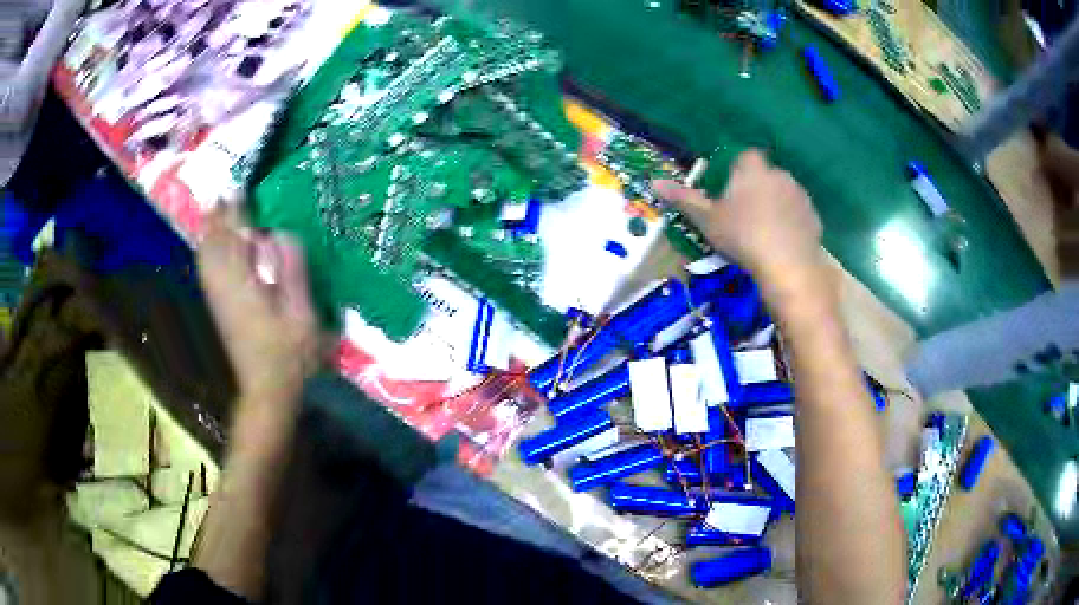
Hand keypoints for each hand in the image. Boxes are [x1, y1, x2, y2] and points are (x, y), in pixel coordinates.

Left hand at [197, 207, 317, 414]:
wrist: (266, 391)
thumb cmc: (290, 355)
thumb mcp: (301, 315)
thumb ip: (292, 271)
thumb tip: (279, 234)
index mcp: (243, 284)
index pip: (234, 237)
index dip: (236, 211)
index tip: (240, 187)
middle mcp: (223, 286)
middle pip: (213, 243)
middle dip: (218, 216)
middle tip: (228, 194)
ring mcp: (217, 298)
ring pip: (206, 256)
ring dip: (211, 231)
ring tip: (221, 211)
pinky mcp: (217, 308)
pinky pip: (207, 269)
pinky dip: (208, 250)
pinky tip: (216, 246)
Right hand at [654, 150, 823, 290]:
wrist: (787, 265)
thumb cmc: (743, 236)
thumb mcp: (707, 219)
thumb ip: (684, 199)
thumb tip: (654, 182)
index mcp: (752, 169)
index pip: (744, 156)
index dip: (737, 171)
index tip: (730, 192)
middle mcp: (778, 174)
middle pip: (765, 174)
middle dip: (756, 188)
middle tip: (744, 215)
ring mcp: (800, 194)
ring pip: (784, 193)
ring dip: (775, 205)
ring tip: (764, 232)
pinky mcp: (813, 216)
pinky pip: (798, 213)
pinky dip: (791, 223)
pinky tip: (782, 243)